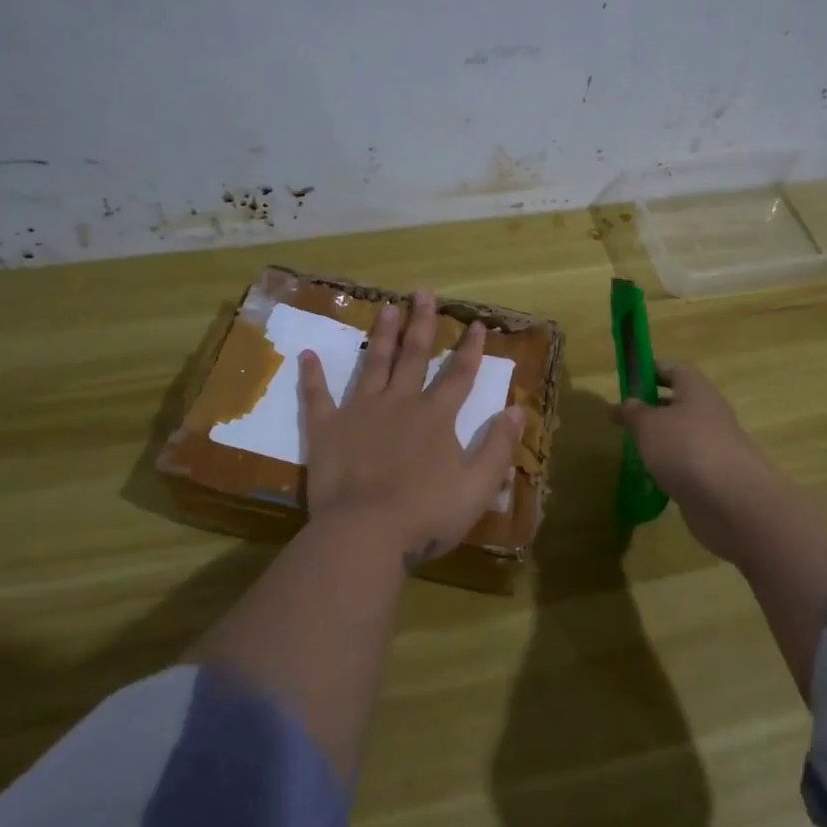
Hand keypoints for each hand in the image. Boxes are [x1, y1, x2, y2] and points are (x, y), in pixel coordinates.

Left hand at [299, 290, 524, 571]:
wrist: (366, 534)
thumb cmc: (427, 514)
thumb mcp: (478, 486)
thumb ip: (499, 447)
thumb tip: (519, 410)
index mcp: (436, 417)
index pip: (459, 375)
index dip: (471, 349)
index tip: (477, 323)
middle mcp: (399, 403)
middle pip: (413, 356)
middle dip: (421, 323)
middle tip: (422, 293)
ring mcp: (360, 412)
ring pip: (372, 364)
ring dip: (380, 335)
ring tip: (385, 307)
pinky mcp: (327, 430)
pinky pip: (317, 397)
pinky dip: (312, 376)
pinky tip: (307, 356)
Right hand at [616, 361, 790, 550]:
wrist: (733, 503)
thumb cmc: (686, 448)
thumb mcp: (649, 424)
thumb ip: (635, 411)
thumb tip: (630, 402)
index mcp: (696, 390)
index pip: (672, 369)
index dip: (649, 370)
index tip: (626, 379)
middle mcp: (709, 414)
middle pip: (677, 403)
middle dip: (650, 409)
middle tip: (622, 419)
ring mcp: (714, 447)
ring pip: (681, 436)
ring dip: (658, 441)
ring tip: (629, 451)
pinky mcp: (714, 477)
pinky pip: (686, 465)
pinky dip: (668, 469)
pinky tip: (648, 479)